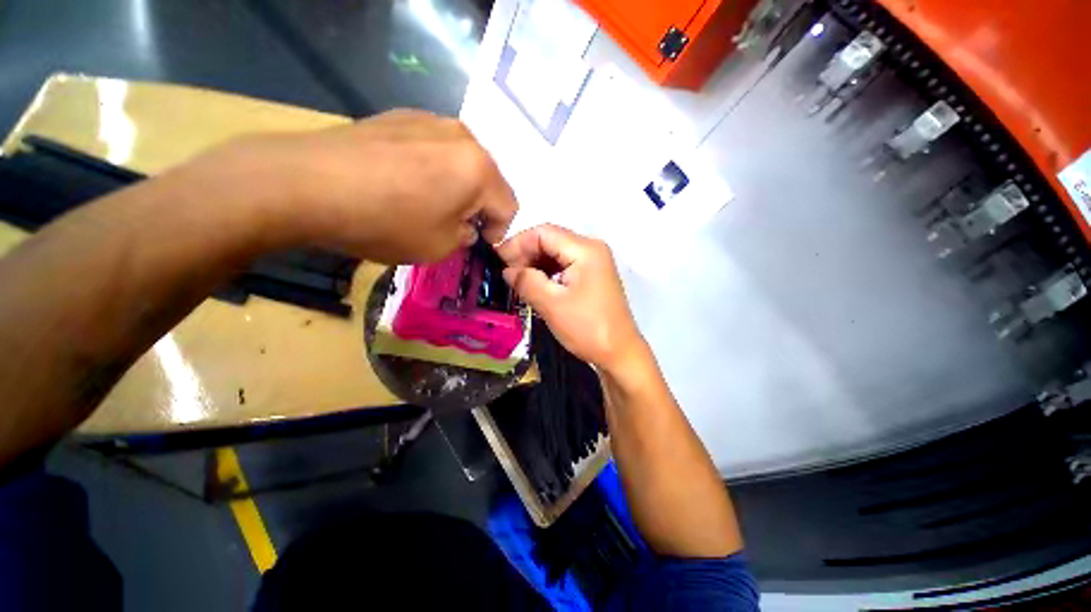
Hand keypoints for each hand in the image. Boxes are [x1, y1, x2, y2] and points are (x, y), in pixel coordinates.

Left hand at [200, 109, 517, 262]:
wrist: (306, 183)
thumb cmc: (386, 221)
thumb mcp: (440, 247)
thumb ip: (465, 237)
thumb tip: (465, 226)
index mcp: (480, 170)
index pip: (509, 207)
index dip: (498, 232)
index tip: (477, 244)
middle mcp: (463, 137)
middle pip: (488, 180)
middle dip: (478, 207)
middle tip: (455, 226)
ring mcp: (430, 120)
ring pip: (461, 162)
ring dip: (456, 187)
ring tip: (427, 204)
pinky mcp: (400, 116)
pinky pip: (433, 148)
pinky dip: (431, 169)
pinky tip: (403, 183)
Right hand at [498, 224, 643, 370]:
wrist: (619, 354)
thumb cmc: (587, 328)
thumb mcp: (552, 304)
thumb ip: (526, 281)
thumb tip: (507, 270)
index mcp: (585, 249)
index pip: (544, 232)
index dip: (517, 243)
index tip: (497, 260)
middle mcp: (591, 248)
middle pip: (550, 240)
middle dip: (525, 254)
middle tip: (505, 273)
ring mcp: (594, 262)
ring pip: (556, 253)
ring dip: (535, 264)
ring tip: (516, 280)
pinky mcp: (592, 276)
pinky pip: (564, 266)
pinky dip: (547, 272)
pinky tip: (534, 284)